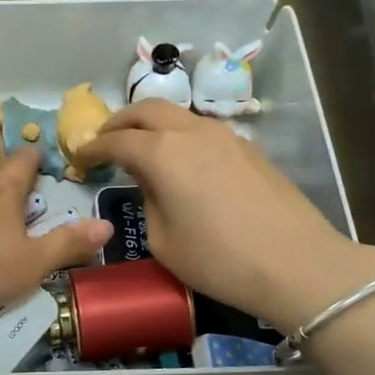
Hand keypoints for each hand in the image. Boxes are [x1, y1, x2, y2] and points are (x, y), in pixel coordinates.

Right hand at [73, 101, 374, 330]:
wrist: (296, 263)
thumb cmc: (219, 259)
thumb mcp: (163, 241)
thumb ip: (148, 201)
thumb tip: (151, 183)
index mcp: (162, 153)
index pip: (116, 141)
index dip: (92, 148)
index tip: (78, 159)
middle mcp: (191, 133)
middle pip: (146, 110)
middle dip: (119, 122)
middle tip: (104, 141)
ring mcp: (224, 136)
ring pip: (177, 116)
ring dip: (151, 125)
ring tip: (140, 149)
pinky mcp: (247, 148)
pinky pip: (200, 130)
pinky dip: (178, 136)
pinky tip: (179, 162)